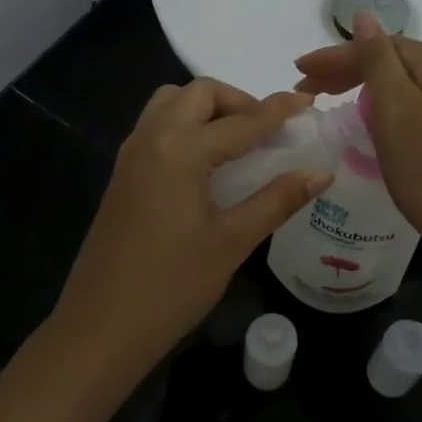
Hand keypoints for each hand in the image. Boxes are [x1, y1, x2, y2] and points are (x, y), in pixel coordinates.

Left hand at [48, 80, 332, 390]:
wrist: (100, 328)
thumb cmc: (171, 287)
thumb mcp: (231, 242)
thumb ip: (278, 200)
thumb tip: (321, 173)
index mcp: (181, 150)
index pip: (242, 121)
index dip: (279, 110)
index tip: (309, 101)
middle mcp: (152, 137)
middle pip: (200, 93)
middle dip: (239, 101)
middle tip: (269, 131)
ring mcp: (132, 153)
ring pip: (172, 102)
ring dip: (208, 108)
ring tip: (238, 142)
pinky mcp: (123, 172)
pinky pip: (157, 125)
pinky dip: (186, 124)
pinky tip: (207, 162)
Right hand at [294, 14, 421, 260]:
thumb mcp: (395, 107)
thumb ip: (376, 58)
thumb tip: (363, 14)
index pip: (375, 45)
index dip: (334, 57)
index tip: (297, 71)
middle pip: (384, 59)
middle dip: (341, 69)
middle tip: (303, 88)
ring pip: (391, 80)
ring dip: (354, 84)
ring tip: (320, 97)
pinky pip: (400, 99)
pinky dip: (373, 101)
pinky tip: (356, 111)